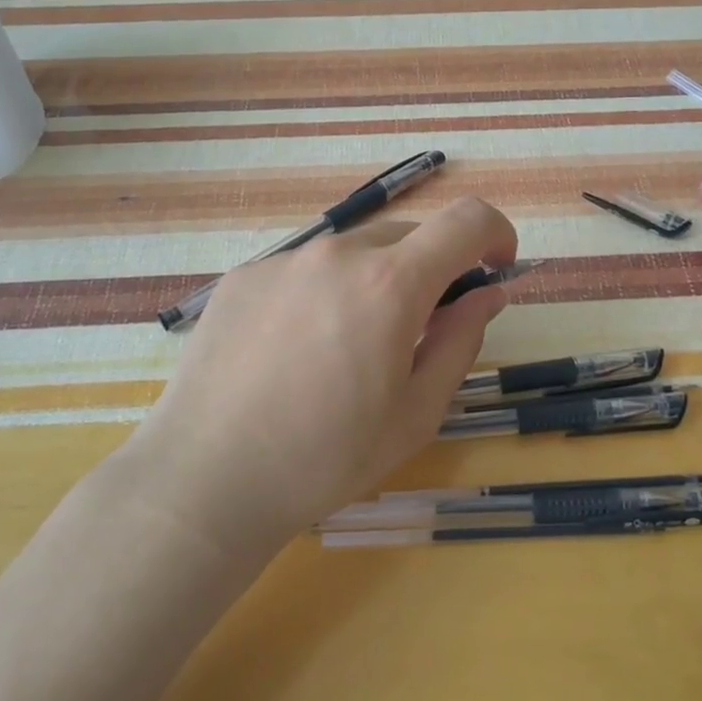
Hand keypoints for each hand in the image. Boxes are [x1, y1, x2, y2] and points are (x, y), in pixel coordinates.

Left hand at [129, 198, 518, 555]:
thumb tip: (487, 293)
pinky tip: (296, 350)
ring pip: (354, 251)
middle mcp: (337, 253)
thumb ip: (462, 340)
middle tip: (420, 330)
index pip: (466, 220)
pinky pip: (305, 269)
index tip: (496, 267)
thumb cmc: (326, 458)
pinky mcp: (243, 276)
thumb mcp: (416, 411)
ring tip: (348, 348)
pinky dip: (324, 292)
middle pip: (409, 236)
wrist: (205, 480)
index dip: (495, 234)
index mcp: (390, 283)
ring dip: (375, 281)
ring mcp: (283, 260)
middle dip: (433, 270)